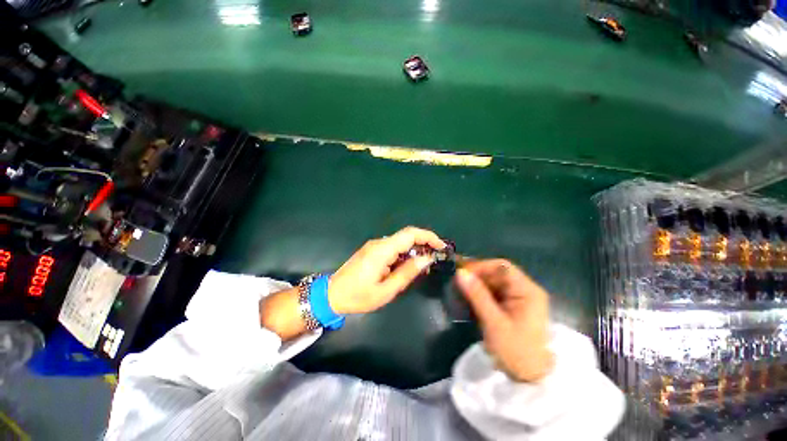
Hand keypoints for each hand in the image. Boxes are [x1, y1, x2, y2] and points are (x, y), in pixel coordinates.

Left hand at [328, 227, 445, 314]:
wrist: (332, 294)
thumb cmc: (359, 296)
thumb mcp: (387, 290)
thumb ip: (407, 273)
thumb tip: (426, 259)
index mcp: (383, 250)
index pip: (410, 234)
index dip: (428, 236)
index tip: (441, 246)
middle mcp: (379, 243)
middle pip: (407, 236)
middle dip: (424, 244)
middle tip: (435, 259)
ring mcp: (375, 245)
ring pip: (401, 242)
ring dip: (415, 250)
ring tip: (424, 266)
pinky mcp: (372, 250)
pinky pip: (393, 248)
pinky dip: (405, 254)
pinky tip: (408, 266)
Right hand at [455, 260, 553, 381]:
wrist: (531, 378)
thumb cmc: (516, 351)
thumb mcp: (494, 323)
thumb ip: (477, 295)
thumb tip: (460, 273)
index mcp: (528, 291)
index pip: (502, 267)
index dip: (481, 266)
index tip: (462, 273)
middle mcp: (526, 290)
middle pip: (498, 273)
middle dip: (477, 275)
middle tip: (458, 281)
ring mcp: (520, 298)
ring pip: (495, 282)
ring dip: (478, 283)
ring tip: (461, 288)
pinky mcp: (513, 305)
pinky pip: (495, 292)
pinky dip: (482, 293)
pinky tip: (470, 297)